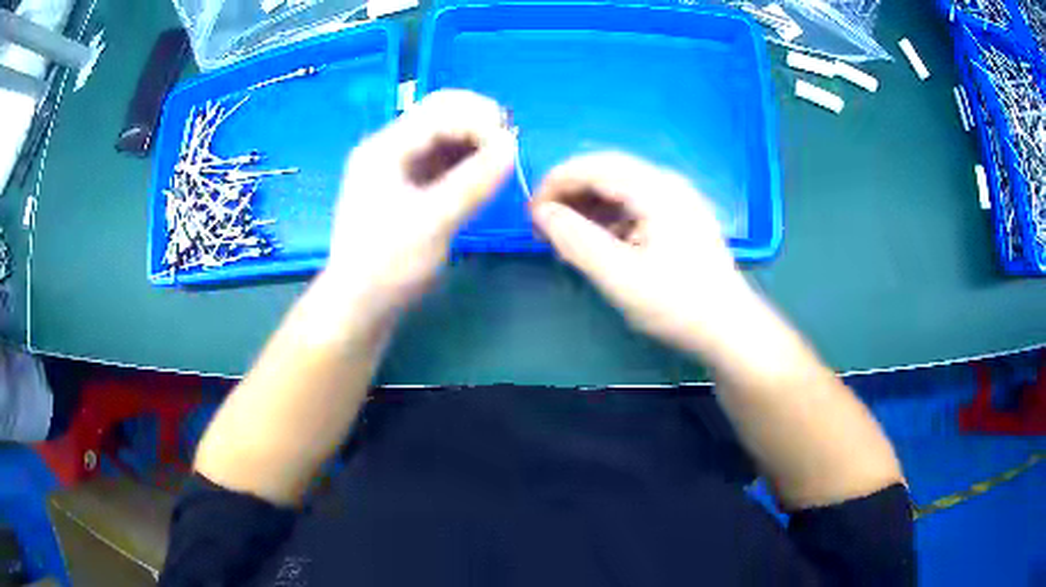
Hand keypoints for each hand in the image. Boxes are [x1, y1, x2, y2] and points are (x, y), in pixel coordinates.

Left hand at [324, 90, 516, 318]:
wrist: (359, 304)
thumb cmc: (389, 265)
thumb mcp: (434, 222)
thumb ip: (474, 180)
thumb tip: (512, 144)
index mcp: (385, 148)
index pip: (440, 112)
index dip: (479, 122)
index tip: (510, 149)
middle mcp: (389, 147)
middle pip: (440, 112)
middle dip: (478, 121)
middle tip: (508, 145)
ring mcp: (396, 165)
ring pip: (442, 132)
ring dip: (474, 138)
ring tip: (500, 159)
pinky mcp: (406, 183)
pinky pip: (441, 157)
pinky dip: (465, 158)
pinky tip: (483, 172)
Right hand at [529, 152, 757, 354]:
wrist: (727, 327)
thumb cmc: (677, 304)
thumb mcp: (620, 277)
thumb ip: (577, 241)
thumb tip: (542, 213)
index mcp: (656, 189)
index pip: (593, 166)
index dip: (555, 183)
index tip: (531, 213)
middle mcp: (666, 183)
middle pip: (605, 170)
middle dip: (569, 192)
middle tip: (544, 224)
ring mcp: (676, 198)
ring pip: (619, 186)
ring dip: (587, 204)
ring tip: (566, 236)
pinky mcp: (678, 216)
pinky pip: (633, 203)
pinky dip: (607, 216)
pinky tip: (598, 241)